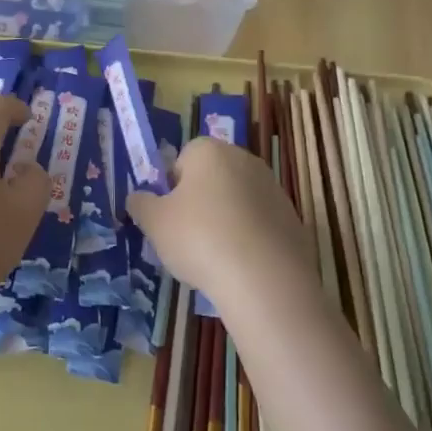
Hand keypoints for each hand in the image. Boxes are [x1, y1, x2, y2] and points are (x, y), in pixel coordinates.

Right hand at [126, 136, 314, 314]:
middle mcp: (245, 160)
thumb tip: (138, 198)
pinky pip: (260, 224)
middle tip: (188, 237)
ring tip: (215, 257)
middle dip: (200, 201)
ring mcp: (274, 188)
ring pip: (237, 201)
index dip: (172, 186)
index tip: (169, 216)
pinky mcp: (293, 219)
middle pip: (213, 177)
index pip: (183, 158)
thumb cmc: (200, 239)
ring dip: (226, 220)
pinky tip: (241, 266)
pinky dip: (249, 239)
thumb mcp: (154, 223)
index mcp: (210, 151)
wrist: (264, 279)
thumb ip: (141, 204)